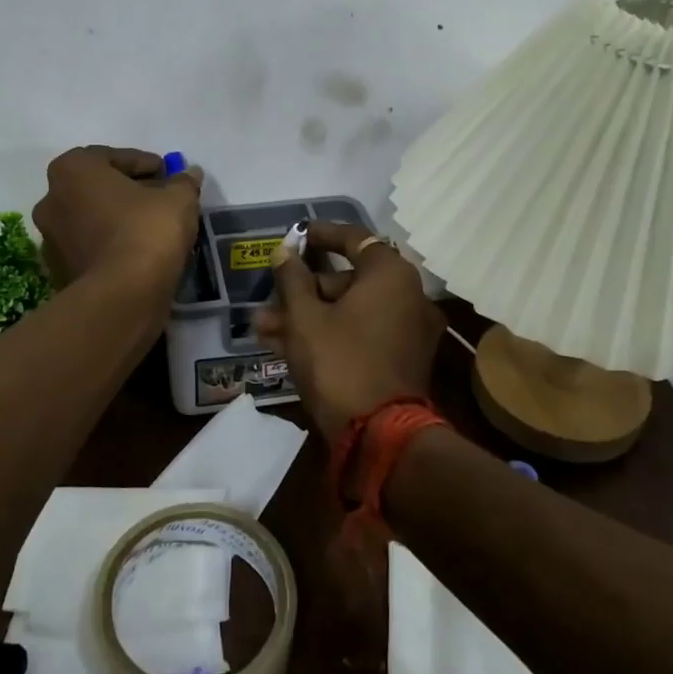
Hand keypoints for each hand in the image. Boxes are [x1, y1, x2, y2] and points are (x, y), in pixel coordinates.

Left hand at [31, 146, 200, 293]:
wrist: (122, 295)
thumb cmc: (146, 230)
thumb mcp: (178, 199)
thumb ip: (183, 182)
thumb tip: (190, 174)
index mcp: (72, 169)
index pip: (113, 157)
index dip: (144, 164)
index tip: (167, 174)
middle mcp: (51, 198)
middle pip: (97, 187)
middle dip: (128, 191)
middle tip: (160, 199)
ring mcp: (50, 237)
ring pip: (91, 218)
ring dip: (117, 219)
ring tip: (151, 228)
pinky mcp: (58, 270)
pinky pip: (89, 246)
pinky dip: (110, 244)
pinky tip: (137, 252)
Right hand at [255, 221, 444, 443]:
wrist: (380, 437)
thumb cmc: (340, 363)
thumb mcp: (305, 318)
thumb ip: (292, 279)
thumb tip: (284, 251)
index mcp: (391, 275)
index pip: (354, 238)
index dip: (320, 235)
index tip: (294, 237)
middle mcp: (408, 296)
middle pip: (348, 280)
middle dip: (303, 290)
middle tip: (268, 299)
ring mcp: (408, 330)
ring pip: (350, 311)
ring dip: (308, 316)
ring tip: (264, 328)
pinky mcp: (402, 360)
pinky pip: (361, 333)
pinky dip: (330, 334)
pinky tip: (286, 345)